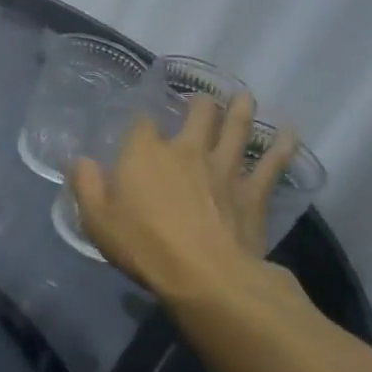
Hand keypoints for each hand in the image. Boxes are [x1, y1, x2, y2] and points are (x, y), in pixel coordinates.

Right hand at [71, 91, 300, 305]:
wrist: (206, 276)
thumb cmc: (144, 246)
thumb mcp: (96, 219)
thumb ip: (86, 185)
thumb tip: (81, 160)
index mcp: (144, 153)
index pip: (142, 122)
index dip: (142, 117)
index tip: (142, 118)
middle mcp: (186, 150)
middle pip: (197, 115)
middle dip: (199, 103)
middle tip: (202, 97)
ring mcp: (224, 168)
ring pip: (236, 129)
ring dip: (240, 109)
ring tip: (244, 95)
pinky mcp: (253, 192)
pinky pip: (272, 163)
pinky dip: (283, 145)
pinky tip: (290, 131)